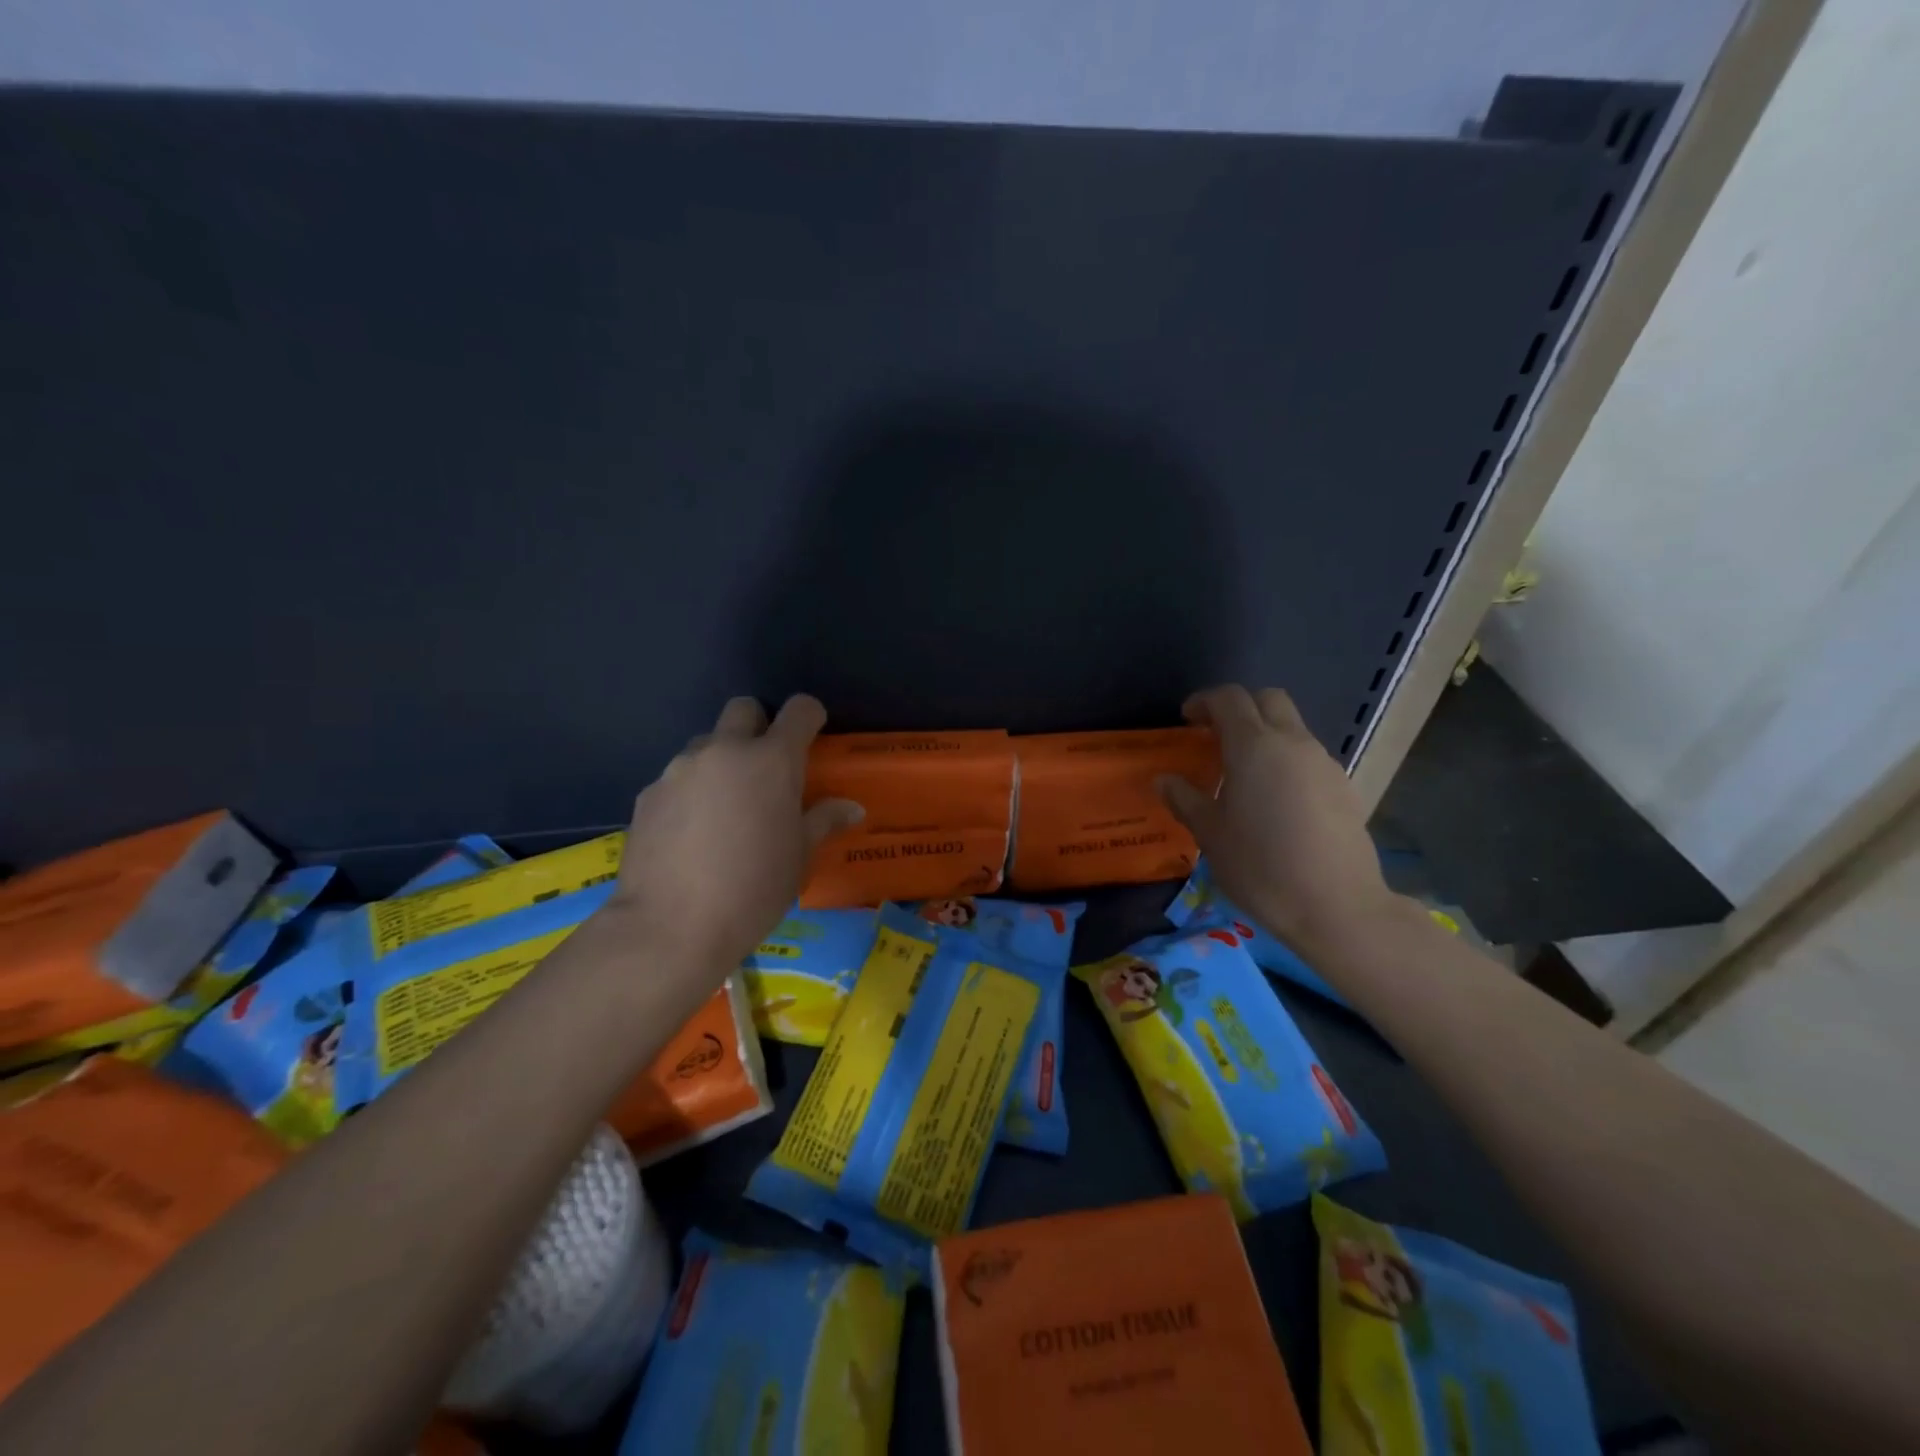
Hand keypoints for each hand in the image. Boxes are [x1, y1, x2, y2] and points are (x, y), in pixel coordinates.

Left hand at [612, 695, 862, 975]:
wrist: (672, 925)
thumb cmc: (754, 888)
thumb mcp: (799, 857)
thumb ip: (823, 821)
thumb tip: (851, 808)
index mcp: (772, 761)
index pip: (799, 710)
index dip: (810, 716)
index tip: (813, 734)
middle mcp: (725, 751)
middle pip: (744, 709)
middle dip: (759, 725)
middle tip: (766, 768)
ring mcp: (680, 769)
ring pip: (707, 744)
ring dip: (722, 761)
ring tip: (725, 809)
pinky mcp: (649, 793)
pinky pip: (678, 778)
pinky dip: (691, 792)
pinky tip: (692, 835)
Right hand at [1158, 685, 1395, 956]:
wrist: (1337, 906)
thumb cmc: (1260, 866)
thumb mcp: (1210, 834)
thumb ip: (1185, 799)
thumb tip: (1164, 779)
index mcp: (1254, 746)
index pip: (1229, 699)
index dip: (1204, 701)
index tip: (1187, 720)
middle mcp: (1293, 743)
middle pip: (1268, 700)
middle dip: (1240, 707)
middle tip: (1215, 736)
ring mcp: (1324, 763)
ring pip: (1292, 727)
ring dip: (1265, 734)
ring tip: (1243, 773)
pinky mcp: (1344, 787)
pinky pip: (1308, 757)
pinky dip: (1286, 760)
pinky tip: (1276, 801)